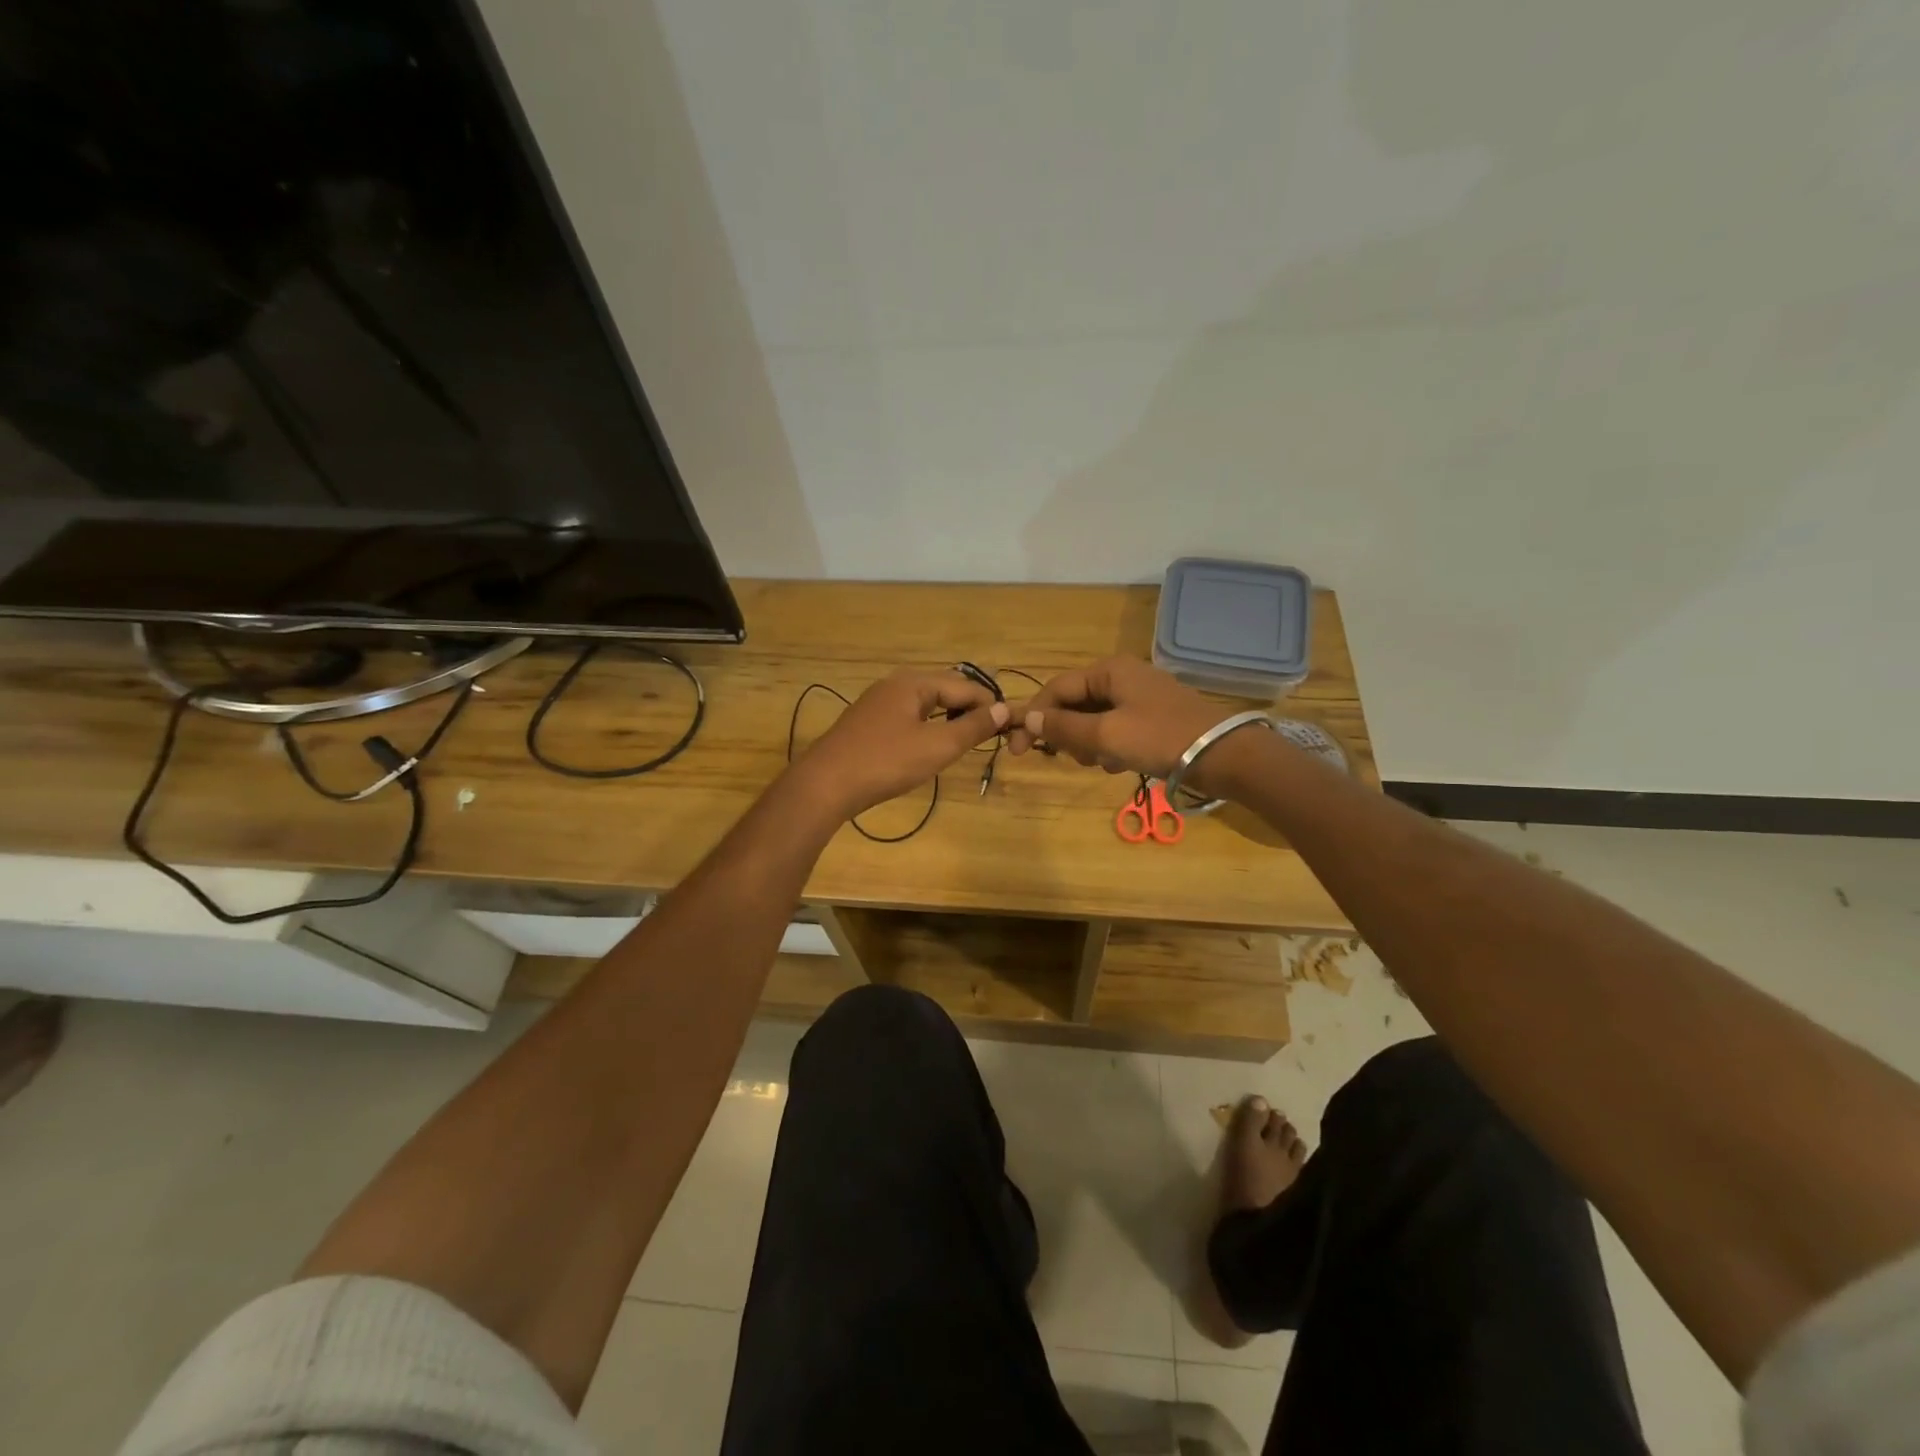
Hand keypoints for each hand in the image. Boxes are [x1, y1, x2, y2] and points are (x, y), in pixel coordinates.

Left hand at [788, 668, 1009, 821]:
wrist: (825, 784)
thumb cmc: (886, 762)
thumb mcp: (937, 746)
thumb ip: (972, 727)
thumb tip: (1003, 709)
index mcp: (913, 683)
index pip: (964, 685)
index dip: (989, 704)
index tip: (1009, 726)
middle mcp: (894, 684)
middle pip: (944, 689)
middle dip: (969, 708)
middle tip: (990, 734)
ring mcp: (877, 703)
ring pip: (924, 703)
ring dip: (948, 718)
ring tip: (966, 740)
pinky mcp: (867, 723)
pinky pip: (907, 716)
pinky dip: (927, 726)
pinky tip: (930, 746)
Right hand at [1007, 657, 1231, 785]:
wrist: (1223, 755)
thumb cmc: (1159, 738)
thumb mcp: (1105, 735)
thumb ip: (1063, 728)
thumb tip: (1027, 720)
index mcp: (1108, 671)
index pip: (1056, 689)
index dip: (1033, 717)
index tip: (1019, 749)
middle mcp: (1121, 677)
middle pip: (1073, 704)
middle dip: (1067, 734)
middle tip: (1074, 758)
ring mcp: (1138, 697)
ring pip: (1092, 720)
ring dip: (1089, 744)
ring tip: (1103, 762)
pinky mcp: (1150, 718)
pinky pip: (1114, 729)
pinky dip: (1109, 747)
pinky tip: (1120, 764)